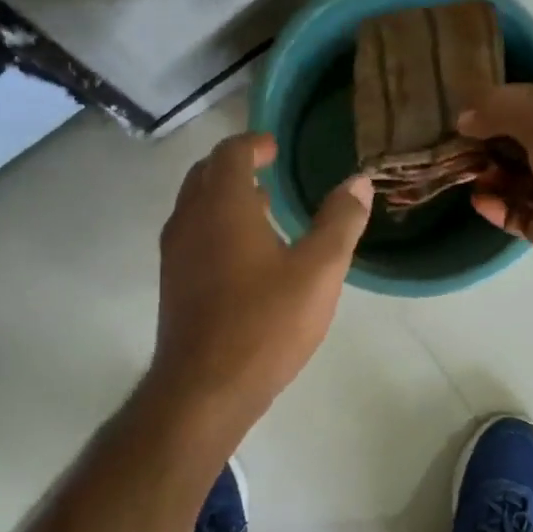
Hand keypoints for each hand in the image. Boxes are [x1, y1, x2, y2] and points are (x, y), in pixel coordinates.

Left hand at [151, 133, 372, 431]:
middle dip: (235, 166)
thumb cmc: (266, 323)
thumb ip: (340, 221)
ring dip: (224, 198)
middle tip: (268, 173)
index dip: (254, 144)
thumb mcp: (319, 271)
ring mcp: (175, 254)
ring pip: (195, 207)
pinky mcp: (173, 285)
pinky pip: (192, 236)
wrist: (206, 388)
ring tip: (262, 211)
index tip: (275, 147)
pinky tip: (245, 258)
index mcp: (223, 206)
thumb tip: (359, 182)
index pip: (230, 153)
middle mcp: (190, 220)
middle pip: (205, 175)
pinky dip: (215, 227)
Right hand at [460, 85, 532, 297]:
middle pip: (522, 143)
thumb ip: (504, 110)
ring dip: (490, 174)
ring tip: (462, 172)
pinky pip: (517, 213)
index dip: (499, 105)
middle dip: (489, 141)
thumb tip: (466, 116)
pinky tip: (477, 200)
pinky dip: (496, 206)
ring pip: (517, 179)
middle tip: (454, 144)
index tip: (463, 112)